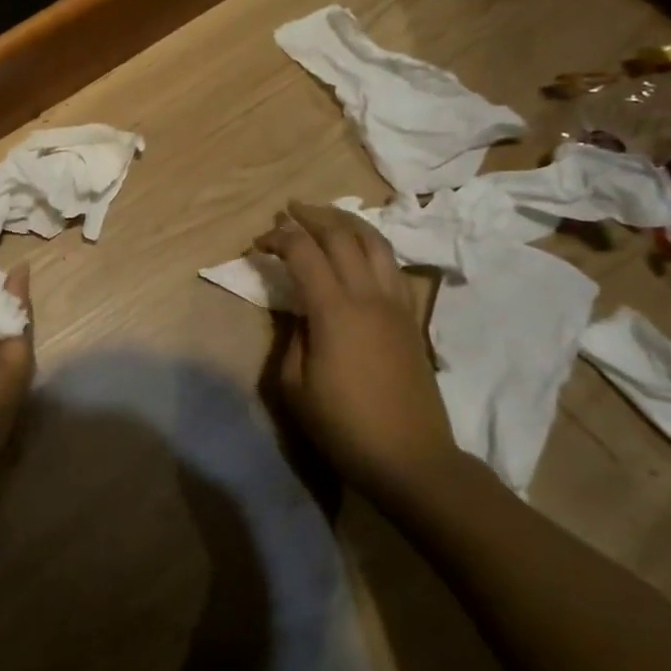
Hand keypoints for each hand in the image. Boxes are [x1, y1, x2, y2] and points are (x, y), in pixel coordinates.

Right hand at [254, 201, 457, 494]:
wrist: (412, 459)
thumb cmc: (344, 427)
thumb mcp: (295, 386)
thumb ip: (293, 339)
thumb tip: (301, 315)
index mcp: (335, 311)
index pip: (304, 252)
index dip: (279, 238)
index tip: (259, 243)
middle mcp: (368, 296)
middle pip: (342, 235)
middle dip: (311, 216)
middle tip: (288, 211)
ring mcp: (396, 304)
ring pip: (375, 242)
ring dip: (346, 222)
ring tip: (325, 217)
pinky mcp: (411, 318)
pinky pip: (392, 265)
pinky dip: (371, 246)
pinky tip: (358, 252)